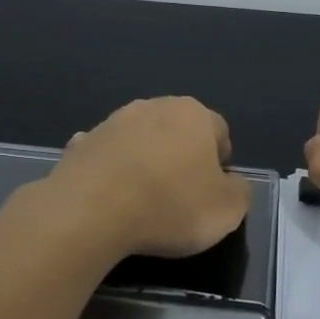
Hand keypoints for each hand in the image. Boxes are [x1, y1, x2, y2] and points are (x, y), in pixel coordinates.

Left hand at [44, 96, 252, 259]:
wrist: (91, 212)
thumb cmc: (170, 206)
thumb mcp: (228, 210)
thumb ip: (239, 191)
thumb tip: (231, 183)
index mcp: (194, 115)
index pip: (219, 132)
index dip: (220, 163)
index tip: (213, 193)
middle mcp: (153, 107)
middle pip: (177, 131)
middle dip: (181, 157)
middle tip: (180, 197)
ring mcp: (112, 123)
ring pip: (140, 141)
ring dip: (145, 162)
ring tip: (143, 201)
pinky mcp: (81, 144)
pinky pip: (106, 157)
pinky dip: (111, 171)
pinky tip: (110, 197)